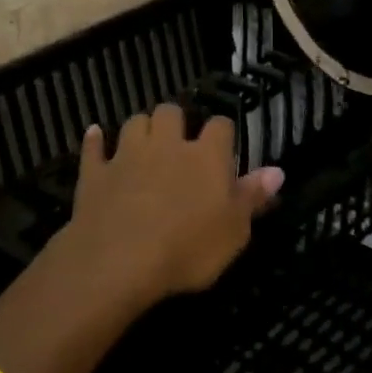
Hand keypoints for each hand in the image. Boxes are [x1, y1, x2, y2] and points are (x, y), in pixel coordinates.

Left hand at [59, 104, 283, 304]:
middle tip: (179, 142)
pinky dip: (95, 141)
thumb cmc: (188, 249)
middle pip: (171, 112)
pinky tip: (95, 136)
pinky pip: (94, 147)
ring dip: (141, 128)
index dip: (223, 133)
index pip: (221, 126)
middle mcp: (167, 145)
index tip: (224, 147)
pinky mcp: (96, 173)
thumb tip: (277, 170)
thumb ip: (253, 198)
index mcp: (206, 157)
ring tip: (145, 143)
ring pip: (134, 122)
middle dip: (176, 121)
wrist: (119, 260)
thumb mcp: (234, 232)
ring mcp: (127, 155)